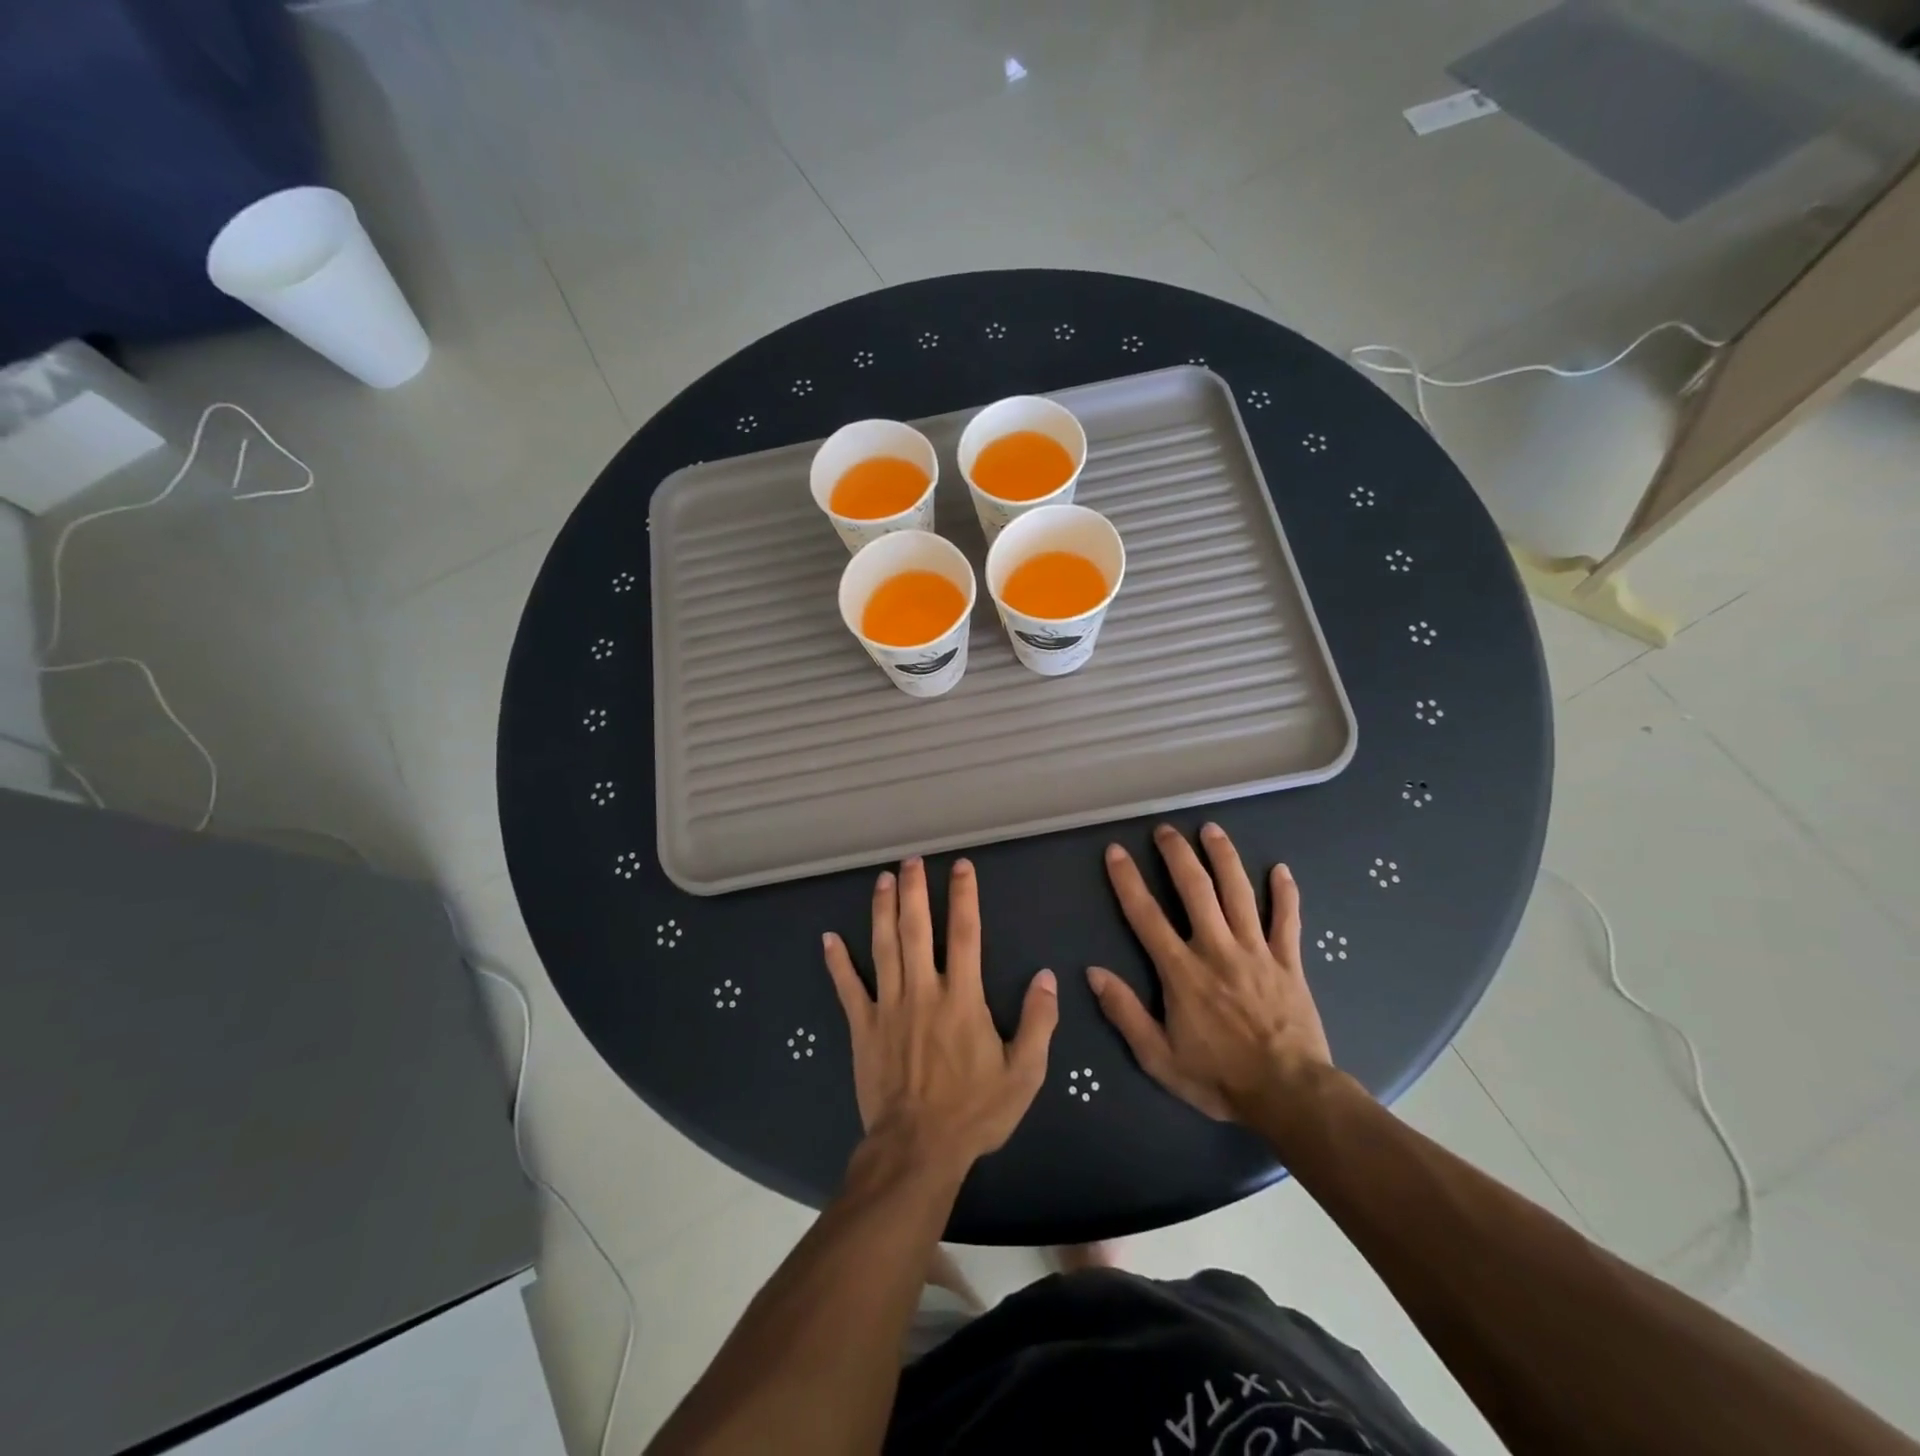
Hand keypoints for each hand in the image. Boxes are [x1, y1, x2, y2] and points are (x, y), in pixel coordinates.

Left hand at [824, 857, 1058, 1173]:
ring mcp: (888, 1006)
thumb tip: (1046, 978)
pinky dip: (838, 962)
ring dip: (881, 910)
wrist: (918, 1149)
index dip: (964, 896)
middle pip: (916, 929)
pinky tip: (828, 938)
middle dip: (914, 891)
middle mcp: (923, 991)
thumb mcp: (1023, 1074)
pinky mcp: (863, 1027)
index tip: (961, 866)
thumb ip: (1038, 1022)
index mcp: (962, 998)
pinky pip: (848, 988)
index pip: (965, 934)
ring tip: (881, 880)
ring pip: (883, 947)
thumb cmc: (974, 1112)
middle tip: (911, 861)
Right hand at [1088, 823, 1332, 1121]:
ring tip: (1211, 829)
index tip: (1116, 851)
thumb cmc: (1219, 1078)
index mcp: (1182, 971)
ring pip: (1239, 893)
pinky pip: (1287, 919)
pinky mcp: (1289, 962)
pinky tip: (1280, 868)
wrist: (1290, 1096)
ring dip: (1224, 857)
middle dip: (1178, 854)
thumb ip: (1125, 1013)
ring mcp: (1257, 951)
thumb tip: (1093, 973)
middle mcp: (1217, 949)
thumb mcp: (1158, 1057)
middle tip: (1165, 829)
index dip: (1128, 880)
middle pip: (1196, 890)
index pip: (1147, 916)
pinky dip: (1285, 893)